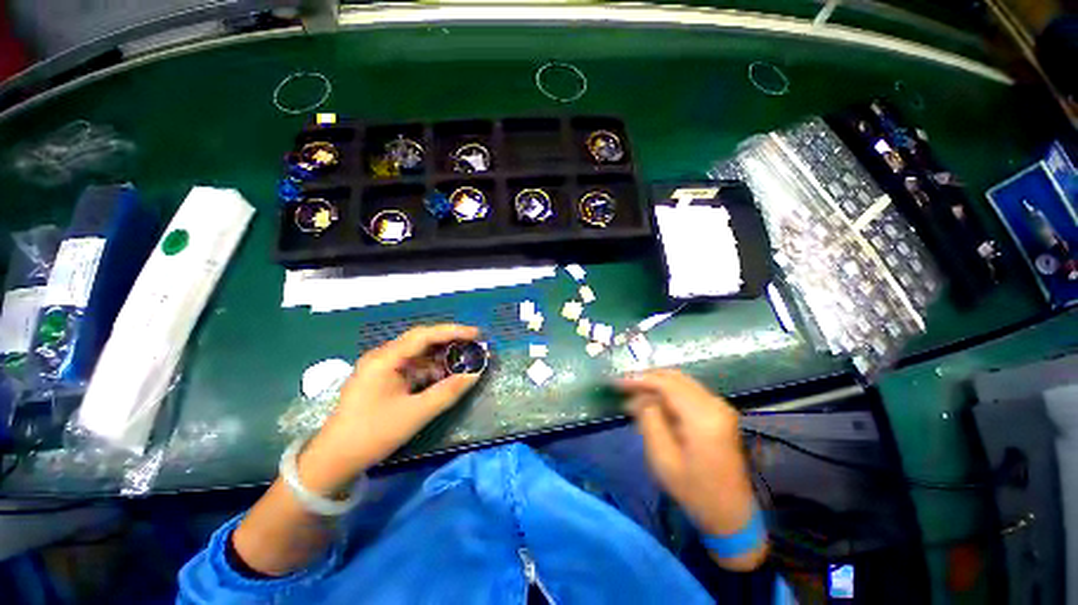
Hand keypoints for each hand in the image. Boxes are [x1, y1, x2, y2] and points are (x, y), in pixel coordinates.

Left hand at [299, 324, 482, 494]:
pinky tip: (443, 376)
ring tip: (463, 361)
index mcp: (386, 358)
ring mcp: (381, 367)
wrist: (333, 460)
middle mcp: (382, 356)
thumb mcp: (416, 413)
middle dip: (449, 342)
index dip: (453, 331)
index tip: (477, 334)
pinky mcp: (382, 379)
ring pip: (418, 354)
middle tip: (474, 345)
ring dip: (440, 357)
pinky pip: (412, 366)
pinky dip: (430, 369)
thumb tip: (475, 373)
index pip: (425, 335)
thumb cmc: (373, 433)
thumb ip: (448, 391)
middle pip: (421, 340)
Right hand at [618, 369, 764, 568]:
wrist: (732, 514)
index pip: (666, 384)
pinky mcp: (719, 412)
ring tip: (634, 394)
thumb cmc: (694, 491)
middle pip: (675, 377)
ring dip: (656, 384)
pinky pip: (688, 391)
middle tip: (623, 386)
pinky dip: (668, 391)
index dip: (639, 379)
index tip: (616, 382)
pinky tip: (653, 402)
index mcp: (703, 417)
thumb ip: (649, 419)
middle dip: (646, 378)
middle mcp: (715, 404)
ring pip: (681, 381)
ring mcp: (720, 406)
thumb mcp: (663, 458)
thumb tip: (639, 396)